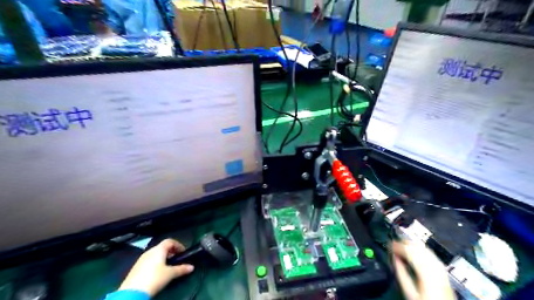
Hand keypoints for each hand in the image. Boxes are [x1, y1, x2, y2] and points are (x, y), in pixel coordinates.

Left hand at [119, 238, 194, 295]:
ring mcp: (141, 259)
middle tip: (177, 260)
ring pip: (155, 254)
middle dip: (171, 252)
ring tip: (168, 267)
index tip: (183, 252)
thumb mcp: (170, 274)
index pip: (170, 241)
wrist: (132, 292)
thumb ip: (181, 269)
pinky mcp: (136, 267)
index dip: (178, 245)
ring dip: (163, 258)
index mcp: (159, 249)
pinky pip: (149, 261)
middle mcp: (150, 251)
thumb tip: (192, 267)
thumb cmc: (155, 278)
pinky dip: (155, 263)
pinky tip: (157, 273)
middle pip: (162, 247)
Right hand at [391, 240, 454, 299]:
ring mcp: (441, 269)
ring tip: (403, 244)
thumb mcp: (409, 290)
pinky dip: (421, 249)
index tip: (390, 245)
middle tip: (394, 243)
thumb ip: (401, 272)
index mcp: (426, 272)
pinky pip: (431, 254)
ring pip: (425, 249)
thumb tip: (394, 257)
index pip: (410, 251)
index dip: (398, 246)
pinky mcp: (443, 270)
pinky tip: (415, 250)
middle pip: (418, 248)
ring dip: (413, 245)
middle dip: (405, 243)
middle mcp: (435, 268)